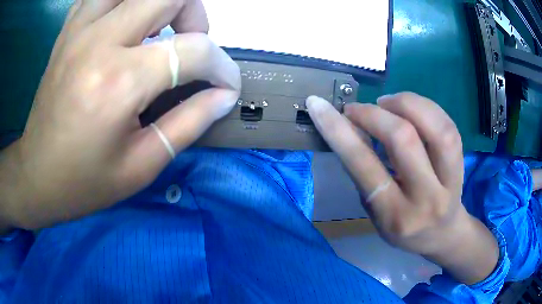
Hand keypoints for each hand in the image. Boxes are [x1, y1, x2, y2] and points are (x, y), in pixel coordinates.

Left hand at [0, 0, 240, 230]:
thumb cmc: (85, 182)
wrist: (37, 176)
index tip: (226, 86)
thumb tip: (224, 95)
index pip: (194, 51)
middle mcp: (99, 42)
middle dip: (195, 17)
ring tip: (158, 28)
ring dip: (160, 2)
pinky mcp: (68, 31)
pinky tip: (124, 20)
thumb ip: (189, 123)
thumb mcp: (141, 166)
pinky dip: (122, 1)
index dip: (222, 67)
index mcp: (118, 83)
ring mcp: (80, 30)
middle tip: (189, 48)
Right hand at [306, 93, 498, 284]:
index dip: (338, 130)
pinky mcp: (463, 165)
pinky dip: (426, 107)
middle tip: (359, 109)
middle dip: (373, 113)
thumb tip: (350, 127)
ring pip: (435, 128)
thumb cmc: (403, 227)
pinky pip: (448, 126)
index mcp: (394, 215)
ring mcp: (451, 181)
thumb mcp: (375, 211)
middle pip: (403, 139)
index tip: (318, 105)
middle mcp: (425, 199)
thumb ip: (364, 172)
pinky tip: (411, 108)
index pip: (364, 165)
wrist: (443, 234)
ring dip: (405, 103)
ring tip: (388, 103)